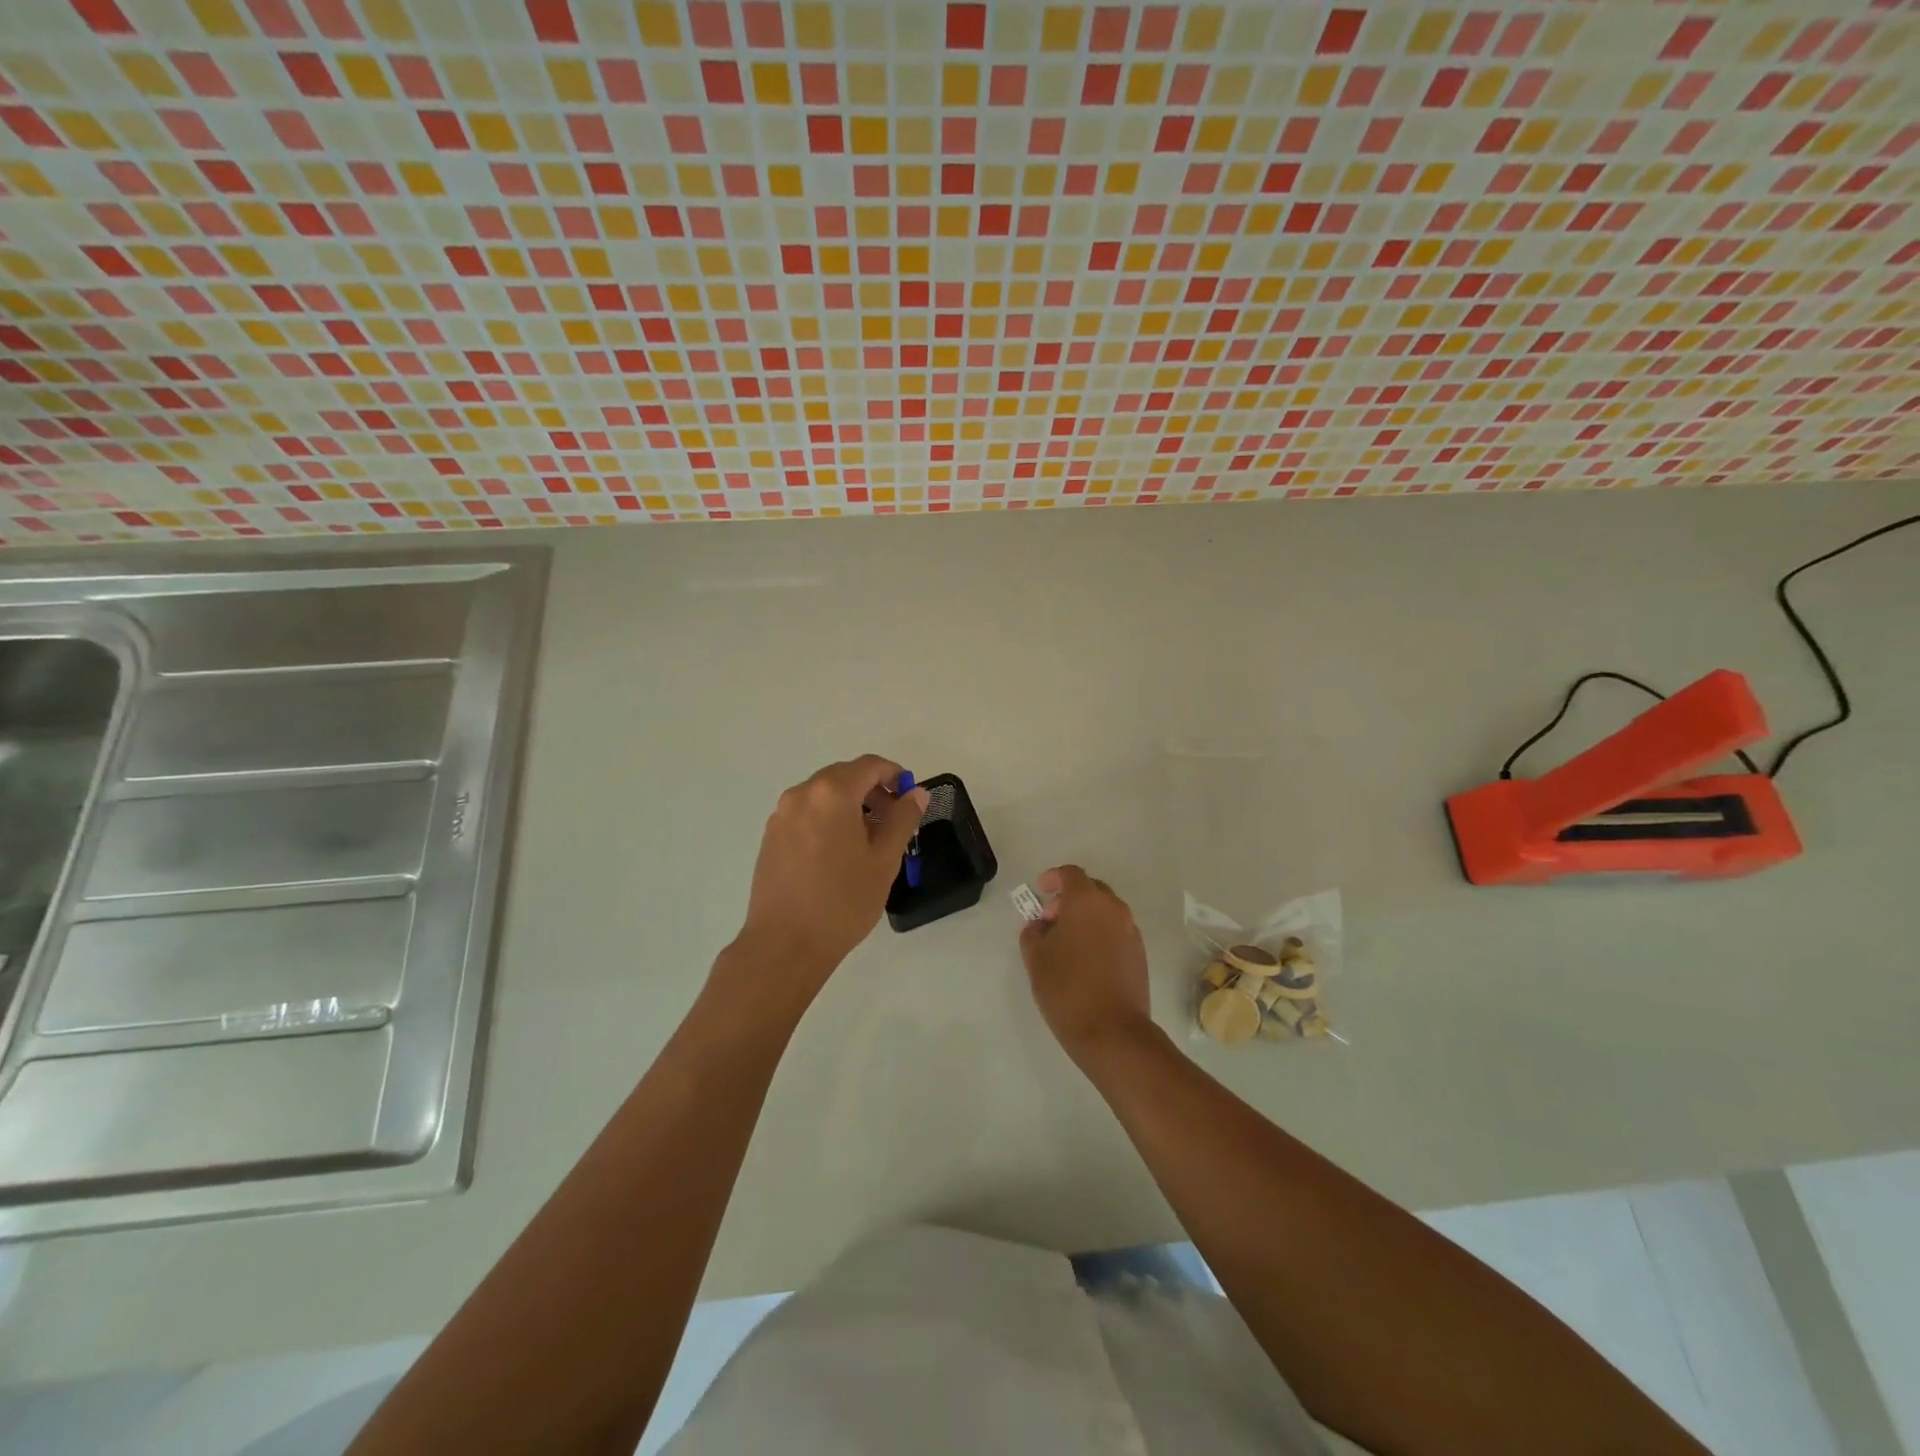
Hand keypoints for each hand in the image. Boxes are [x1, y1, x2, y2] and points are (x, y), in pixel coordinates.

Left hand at [726, 756, 929, 996]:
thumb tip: (915, 792)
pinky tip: (837, 854)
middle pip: (844, 776)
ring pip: (823, 795)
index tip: (909, 799)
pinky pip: (805, 813)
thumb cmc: (842, 901)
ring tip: (867, 841)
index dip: (894, 775)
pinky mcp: (770, 837)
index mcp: (832, 793)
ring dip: (849, 805)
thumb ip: (903, 819)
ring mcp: (781, 815)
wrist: (785, 944)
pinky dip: (827, 819)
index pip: (869, 766)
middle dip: (872, 790)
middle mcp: (802, 794)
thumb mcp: (884, 860)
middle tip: (892, 822)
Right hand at [1019, 866, 1153, 1064]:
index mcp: (1087, 901)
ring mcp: (1131, 931)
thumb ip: (1033, 933)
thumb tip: (1040, 926)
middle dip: (1069, 899)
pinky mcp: (1139, 954)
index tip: (1041, 891)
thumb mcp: (1036, 959)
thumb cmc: (1067, 989)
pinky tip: (1085, 960)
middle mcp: (1113, 909)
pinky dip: (1100, 934)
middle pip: (1091, 890)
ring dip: (1086, 917)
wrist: (1112, 1032)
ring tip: (1066, 944)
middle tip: (1050, 921)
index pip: (1070, 874)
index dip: (1053, 878)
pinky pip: (1116, 931)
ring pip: (1106, 911)